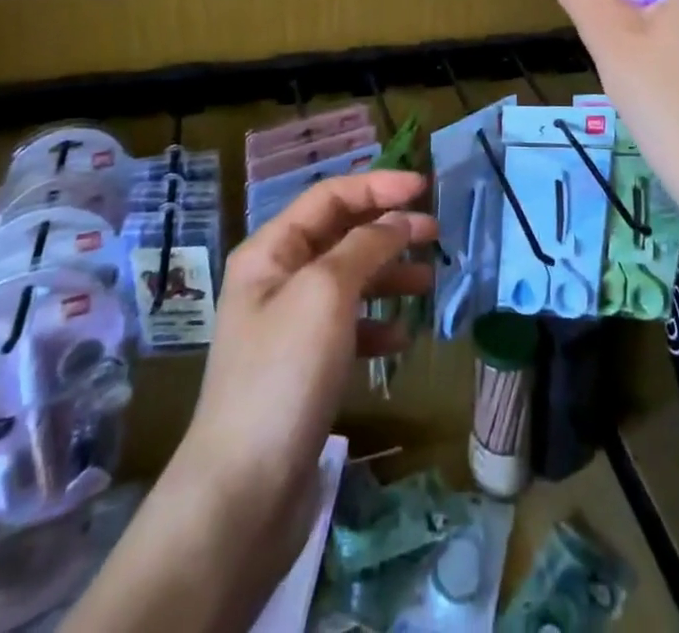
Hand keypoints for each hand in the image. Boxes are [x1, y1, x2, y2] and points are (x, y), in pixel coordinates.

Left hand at [66, 173, 438, 632]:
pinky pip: (347, 329)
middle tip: (435, 234)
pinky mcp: (304, 369)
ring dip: (388, 276)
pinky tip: (401, 338)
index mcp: (271, 251)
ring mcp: (289, 326)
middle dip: (387, 229)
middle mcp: (277, 280)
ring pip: (348, 281)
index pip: (329, 196)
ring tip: (428, 283)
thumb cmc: (284, 374)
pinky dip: (376, 325)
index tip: (424, 188)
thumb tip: (398, 219)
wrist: (243, 492)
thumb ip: (365, 246)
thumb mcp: (325, 293)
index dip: (377, 185)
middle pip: (340, 235)